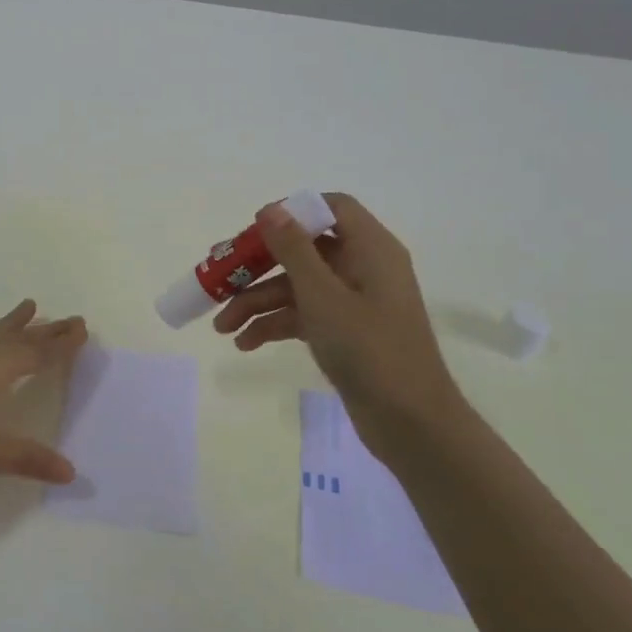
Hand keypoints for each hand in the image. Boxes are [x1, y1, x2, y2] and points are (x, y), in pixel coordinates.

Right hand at [212, 193, 468, 452]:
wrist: (411, 424)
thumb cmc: (370, 349)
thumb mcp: (322, 295)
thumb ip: (293, 249)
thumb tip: (270, 209)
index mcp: (370, 249)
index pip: (332, 208)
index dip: (292, 211)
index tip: (254, 228)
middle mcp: (363, 268)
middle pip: (304, 250)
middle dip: (258, 267)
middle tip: (219, 278)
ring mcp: (353, 302)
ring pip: (296, 287)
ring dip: (258, 302)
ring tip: (222, 327)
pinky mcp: (345, 332)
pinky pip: (303, 315)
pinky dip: (274, 325)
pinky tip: (244, 343)